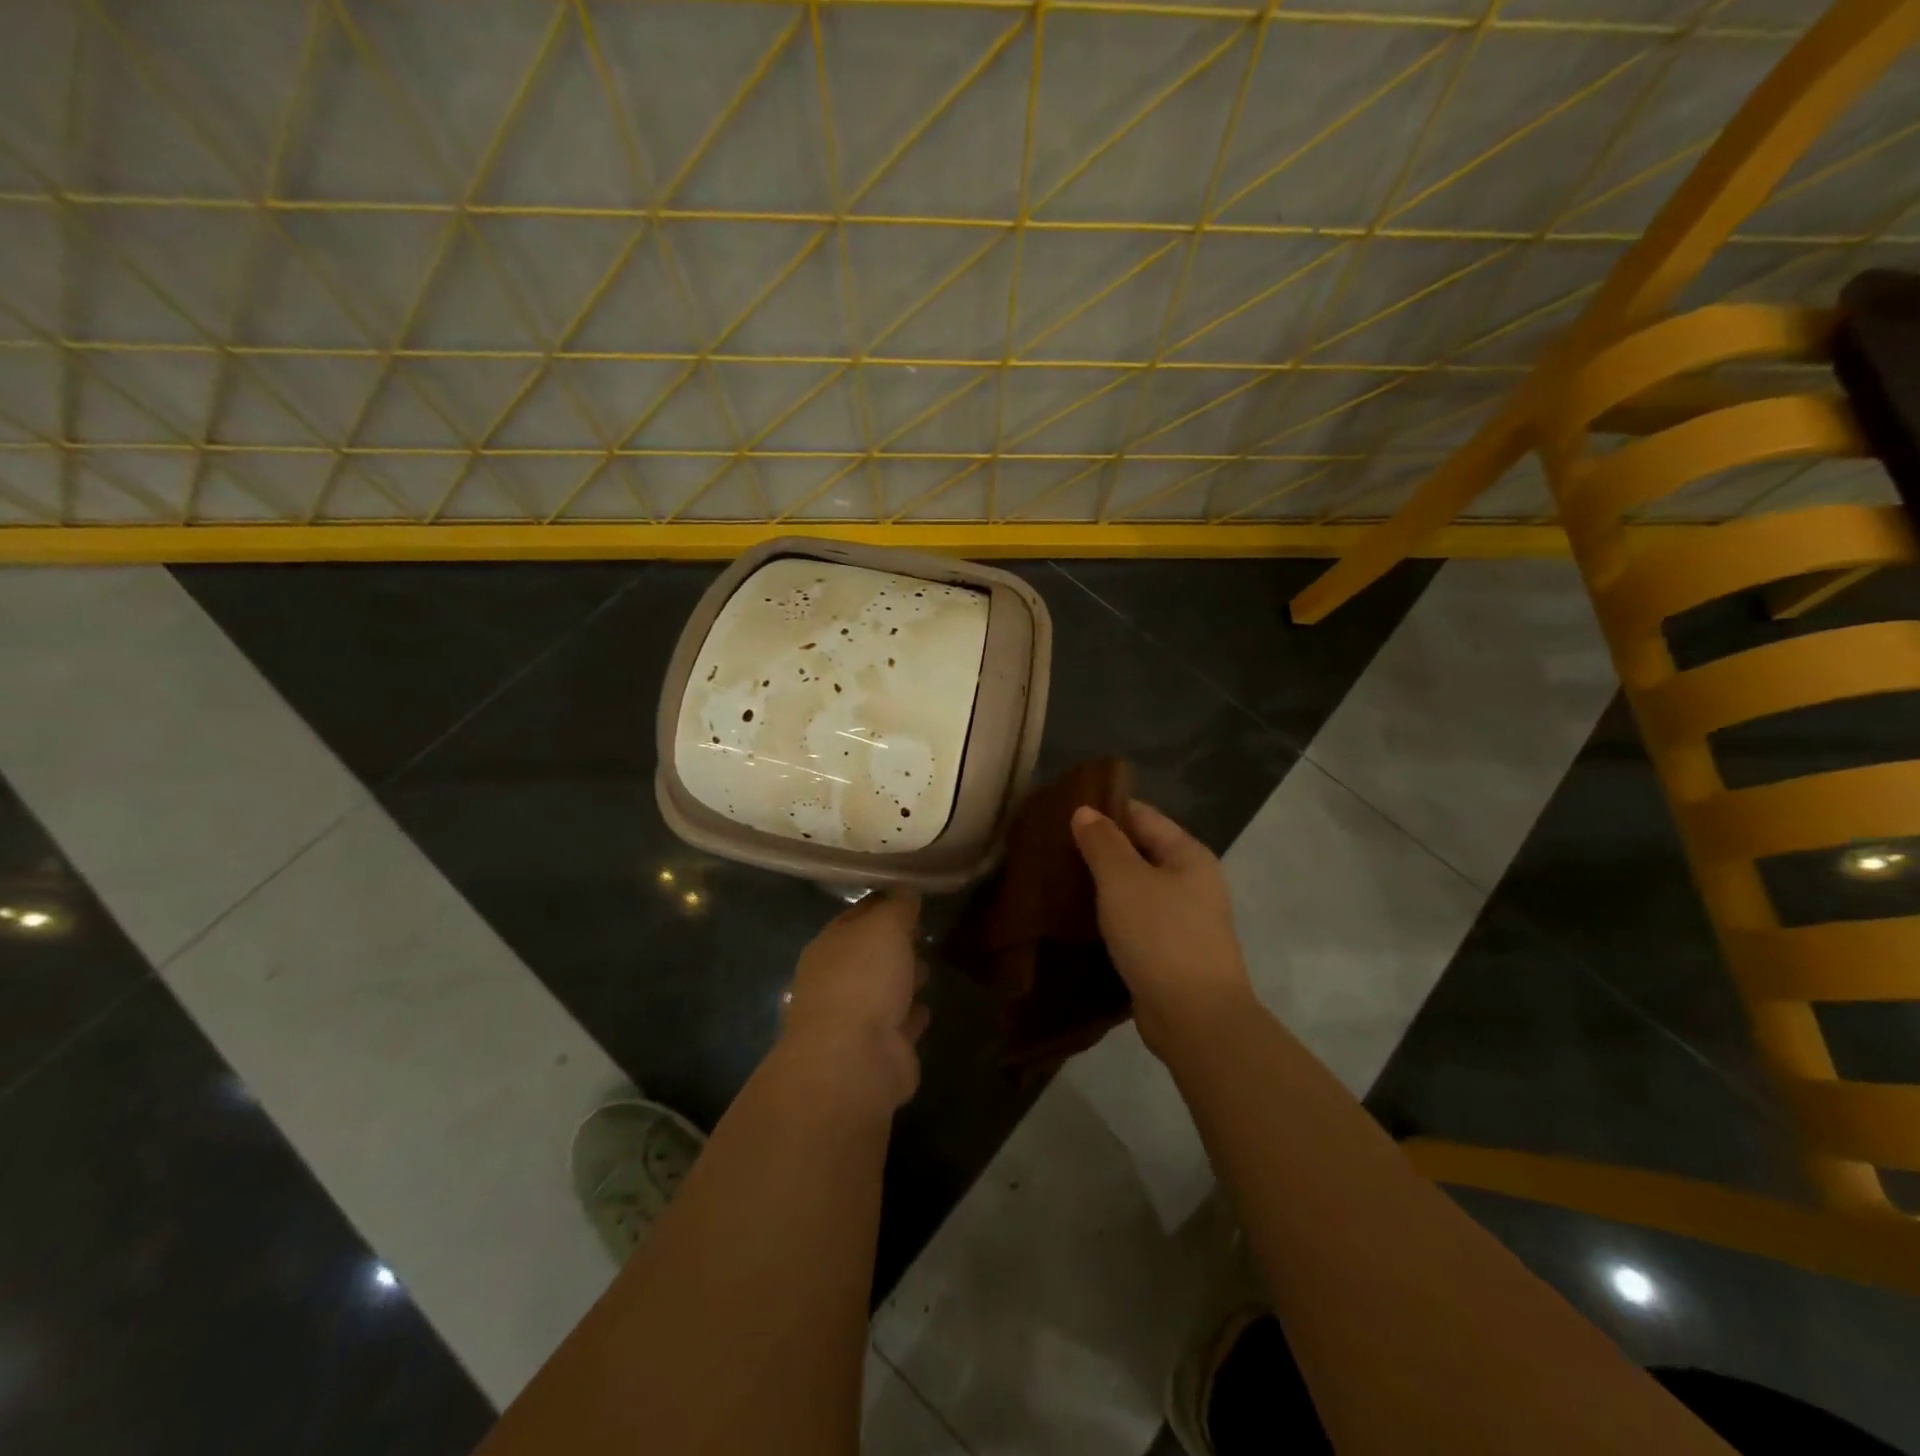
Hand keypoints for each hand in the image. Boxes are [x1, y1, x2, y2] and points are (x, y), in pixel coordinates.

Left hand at [780, 892, 929, 1108]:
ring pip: (884, 989)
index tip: (910, 895)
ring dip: (903, 978)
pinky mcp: (879, 1049)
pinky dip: (911, 1014)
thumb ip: (897, 906)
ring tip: (929, 965)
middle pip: (869, 954)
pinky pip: (899, 1023)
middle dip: (893, 943)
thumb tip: (906, 891)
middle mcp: (836, 980)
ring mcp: (855, 1018)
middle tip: (923, 931)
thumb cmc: (864, 979)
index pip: (856, 915)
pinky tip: (927, 1007)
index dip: (882, 904)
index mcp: (828, 946)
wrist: (855, 1059)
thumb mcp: (884, 926)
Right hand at [1071, 800, 1254, 1059]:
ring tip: (1058, 878)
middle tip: (1052, 846)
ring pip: (1135, 887)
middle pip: (1140, 850)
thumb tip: (1085, 811)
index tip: (1062, 810)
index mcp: (1188, 855)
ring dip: (1103, 883)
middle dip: (1100, 848)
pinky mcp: (1170, 950)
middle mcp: (1192, 881)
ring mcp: (1184, 918)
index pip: (1142, 815)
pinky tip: (1079, 916)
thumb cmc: (1160, 936)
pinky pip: (1136, 919)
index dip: (1104, 809)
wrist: (1194, 1017)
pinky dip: (1111, 913)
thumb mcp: (1124, 880)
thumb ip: (1103, 842)